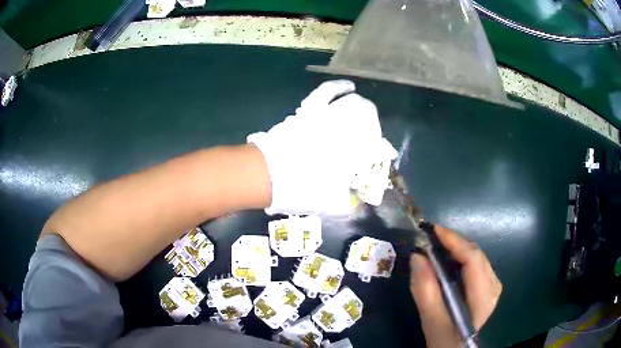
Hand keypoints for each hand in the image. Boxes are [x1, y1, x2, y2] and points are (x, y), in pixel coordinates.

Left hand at [248, 80, 388, 215]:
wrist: (269, 174)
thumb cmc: (303, 190)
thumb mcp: (332, 205)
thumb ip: (350, 204)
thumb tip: (360, 204)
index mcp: (356, 153)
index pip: (378, 148)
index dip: (383, 151)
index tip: (386, 154)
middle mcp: (347, 130)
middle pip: (369, 119)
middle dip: (374, 127)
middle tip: (370, 136)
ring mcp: (328, 116)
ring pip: (353, 103)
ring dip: (361, 106)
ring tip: (364, 108)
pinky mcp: (311, 109)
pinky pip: (327, 91)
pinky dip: (339, 86)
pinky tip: (348, 86)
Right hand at [409, 226, 501, 347]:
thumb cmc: (444, 339)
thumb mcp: (431, 321)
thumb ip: (426, 291)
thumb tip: (417, 256)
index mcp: (483, 297)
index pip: (473, 260)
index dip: (455, 241)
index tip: (433, 230)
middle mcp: (493, 286)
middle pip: (476, 254)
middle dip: (454, 242)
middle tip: (430, 236)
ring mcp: (493, 285)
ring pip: (476, 256)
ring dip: (457, 247)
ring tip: (437, 244)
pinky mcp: (487, 286)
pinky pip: (475, 263)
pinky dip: (460, 256)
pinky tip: (448, 258)